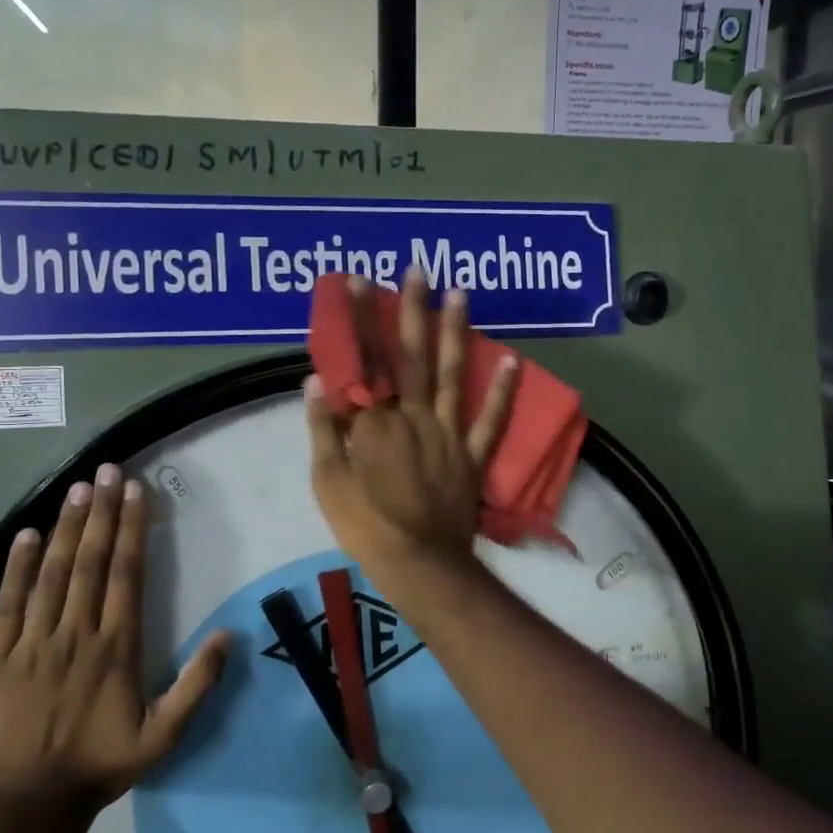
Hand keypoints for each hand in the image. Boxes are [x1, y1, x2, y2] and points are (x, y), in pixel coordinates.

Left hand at [0, 464, 231, 820]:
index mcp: (117, 646)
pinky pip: (8, 603)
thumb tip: (229, 635)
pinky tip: (27, 535)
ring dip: (67, 528)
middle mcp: (76, 632)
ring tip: (77, 488)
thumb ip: (198, 685)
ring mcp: (33, 642)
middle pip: (91, 561)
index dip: (131, 528)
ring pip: (53, 573)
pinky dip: (17, 567)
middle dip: (101, 512)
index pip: (126, 573)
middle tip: (106, 471)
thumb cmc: (101, 765)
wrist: (27, 806)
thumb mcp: (164, 735)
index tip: (134, 491)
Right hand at [307, 269, 516, 575]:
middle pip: (413, 355)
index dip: (360, 318)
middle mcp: (416, 415)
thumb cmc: (365, 524)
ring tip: (461, 293)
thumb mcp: (327, 480)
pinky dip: (504, 392)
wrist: (419, 563)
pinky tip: (515, 361)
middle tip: (418, 269)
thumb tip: (317, 379)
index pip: (365, 359)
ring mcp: (449, 433)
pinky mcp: (473, 455)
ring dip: (456, 331)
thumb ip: (323, 428)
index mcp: (377, 420)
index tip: (357, 281)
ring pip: (454, 373)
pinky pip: (492, 420)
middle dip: (413, 309)